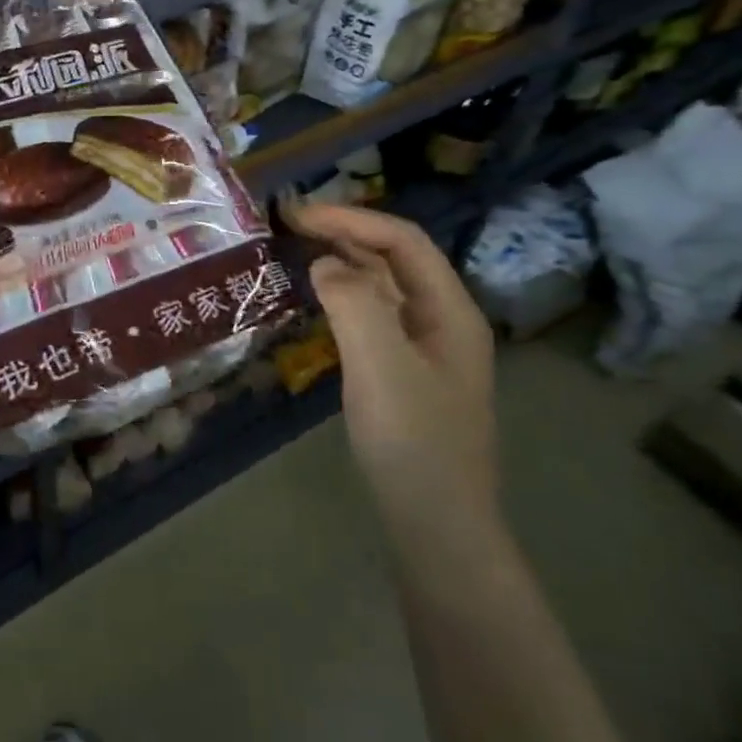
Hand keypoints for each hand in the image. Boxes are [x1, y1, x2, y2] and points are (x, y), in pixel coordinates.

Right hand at [285, 204, 498, 540]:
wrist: (437, 526)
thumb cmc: (413, 443)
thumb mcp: (381, 366)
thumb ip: (353, 304)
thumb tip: (325, 264)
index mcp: (450, 311)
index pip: (402, 241)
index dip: (350, 219)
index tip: (298, 216)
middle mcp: (443, 321)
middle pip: (396, 258)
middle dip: (346, 232)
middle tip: (291, 223)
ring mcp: (426, 349)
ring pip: (385, 287)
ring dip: (345, 260)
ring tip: (300, 249)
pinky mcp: (406, 374)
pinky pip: (375, 316)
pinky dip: (345, 295)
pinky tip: (320, 300)